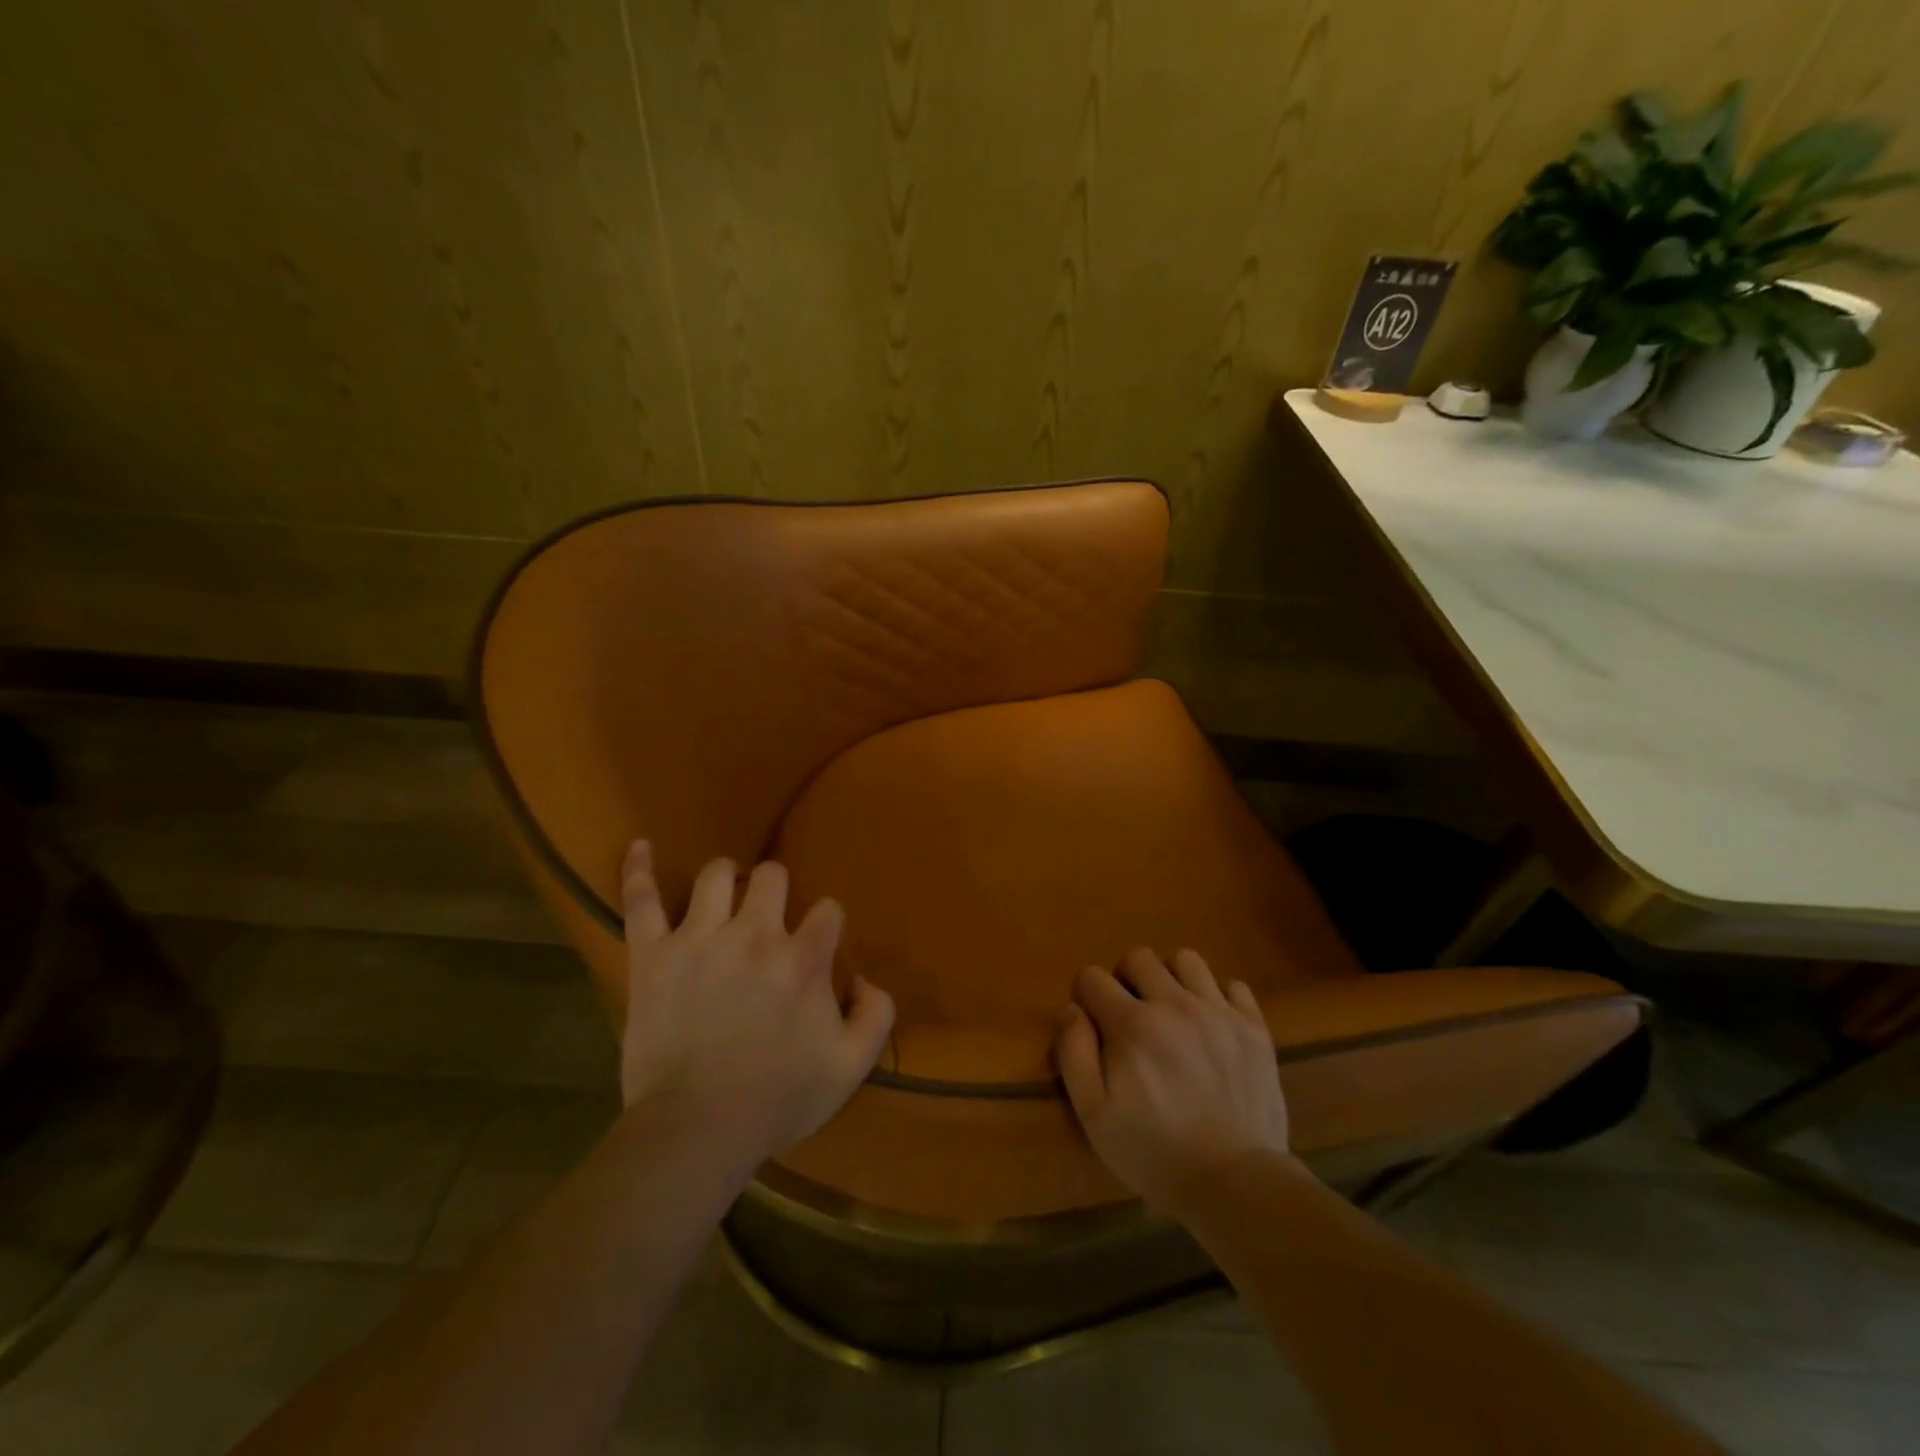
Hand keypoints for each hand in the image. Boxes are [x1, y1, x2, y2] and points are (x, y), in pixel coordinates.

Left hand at [619, 841, 894, 1163]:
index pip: (828, 911)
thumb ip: (877, 1015)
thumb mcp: (850, 1067)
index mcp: (804, 958)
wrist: (696, 1130)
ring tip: (725, 894)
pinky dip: (638, 871)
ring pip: (716, 874)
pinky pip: (640, 901)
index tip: (818, 946)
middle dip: (777, 890)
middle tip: (769, 919)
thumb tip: (867, 979)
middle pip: (773, 876)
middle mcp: (755, 934)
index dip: (826, 925)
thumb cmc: (777, 1099)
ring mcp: (699, 939)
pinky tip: (640, 847)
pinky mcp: (653, 954)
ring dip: (726, 879)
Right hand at [1055, 947, 1292, 1210]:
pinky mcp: (1254, 1028)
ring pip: (1185, 960)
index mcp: (1132, 1024)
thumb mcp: (1093, 1113)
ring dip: (1171, 979)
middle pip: (1137, 957)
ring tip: (1172, 1013)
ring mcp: (1219, 1012)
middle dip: (1124, 980)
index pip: (1092, 977)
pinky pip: (1232, 985)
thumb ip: (1074, 1052)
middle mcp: (1175, 1004)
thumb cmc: (1154, 1152)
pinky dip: (1218, 997)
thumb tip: (1072, 1008)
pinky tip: (1211, 1026)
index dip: (1085, 997)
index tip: (1093, 1025)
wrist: (1236, 1185)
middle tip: (1130, 1017)